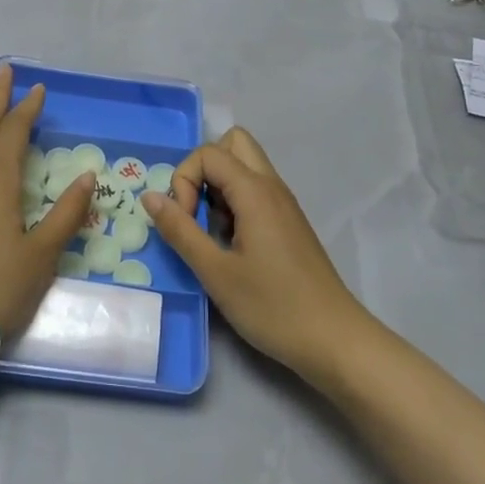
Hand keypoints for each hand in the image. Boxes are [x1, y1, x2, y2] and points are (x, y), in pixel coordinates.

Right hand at [141, 127, 370, 382]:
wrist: (334, 340)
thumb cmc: (273, 306)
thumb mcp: (216, 272)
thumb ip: (180, 231)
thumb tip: (150, 196)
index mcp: (255, 191)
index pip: (208, 153)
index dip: (184, 181)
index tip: (185, 223)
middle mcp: (272, 186)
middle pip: (233, 143)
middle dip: (203, 169)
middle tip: (196, 210)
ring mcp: (283, 204)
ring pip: (245, 167)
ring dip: (219, 187)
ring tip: (212, 232)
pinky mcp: (288, 223)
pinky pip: (255, 191)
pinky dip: (235, 203)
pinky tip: (232, 246)